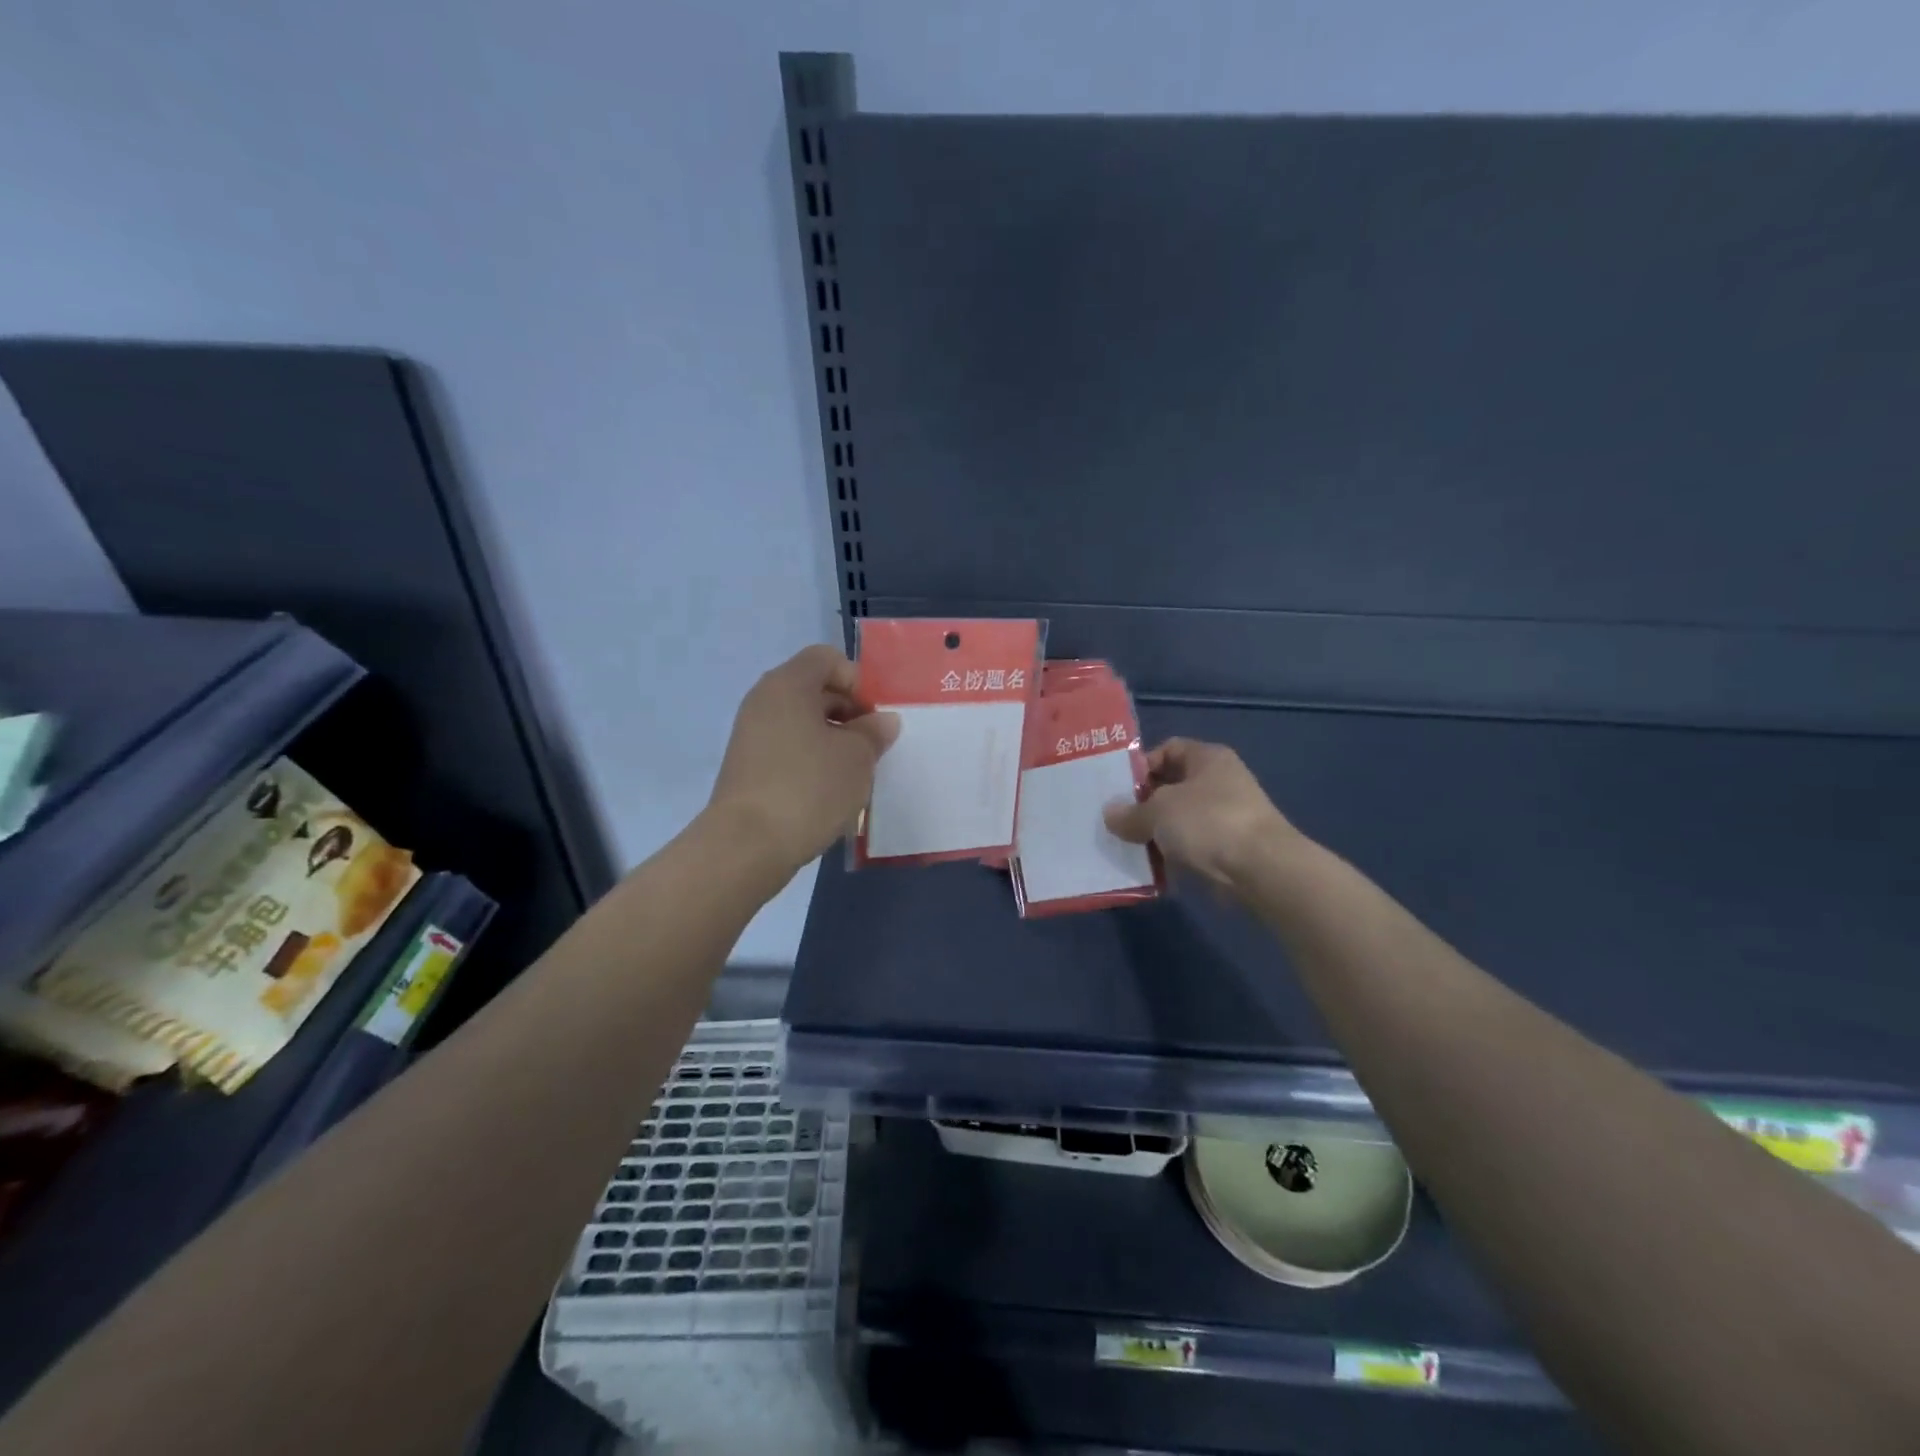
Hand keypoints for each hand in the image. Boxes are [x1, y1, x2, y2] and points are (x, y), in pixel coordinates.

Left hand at [707, 645, 898, 873]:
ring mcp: (751, 735)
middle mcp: (764, 700)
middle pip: (815, 689)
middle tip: (872, 747)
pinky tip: (829, 791)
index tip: (874, 718)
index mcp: (788, 684)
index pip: (828, 659)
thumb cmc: (809, 787)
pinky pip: (789, 749)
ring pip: (803, 723)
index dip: (858, 681)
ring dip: (833, 741)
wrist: (747, 845)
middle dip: (850, 713)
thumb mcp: (857, 757)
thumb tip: (882, 721)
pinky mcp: (748, 767)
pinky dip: (812, 761)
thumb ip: (874, 732)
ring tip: (854, 773)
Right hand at [1103, 738, 1298, 893]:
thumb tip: (1110, 814)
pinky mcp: (1228, 848)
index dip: (1141, 765)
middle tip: (1116, 820)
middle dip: (1143, 803)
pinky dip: (1172, 854)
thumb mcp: (1158, 812)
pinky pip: (1191, 845)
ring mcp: (1226, 815)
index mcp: (1207, 758)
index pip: (1167, 749)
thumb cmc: (1208, 822)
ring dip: (1155, 832)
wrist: (1261, 869)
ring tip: (1127, 845)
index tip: (1117, 789)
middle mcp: (1219, 781)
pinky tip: (1151, 867)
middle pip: (1171, 785)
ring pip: (1179, 819)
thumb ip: (1130, 812)